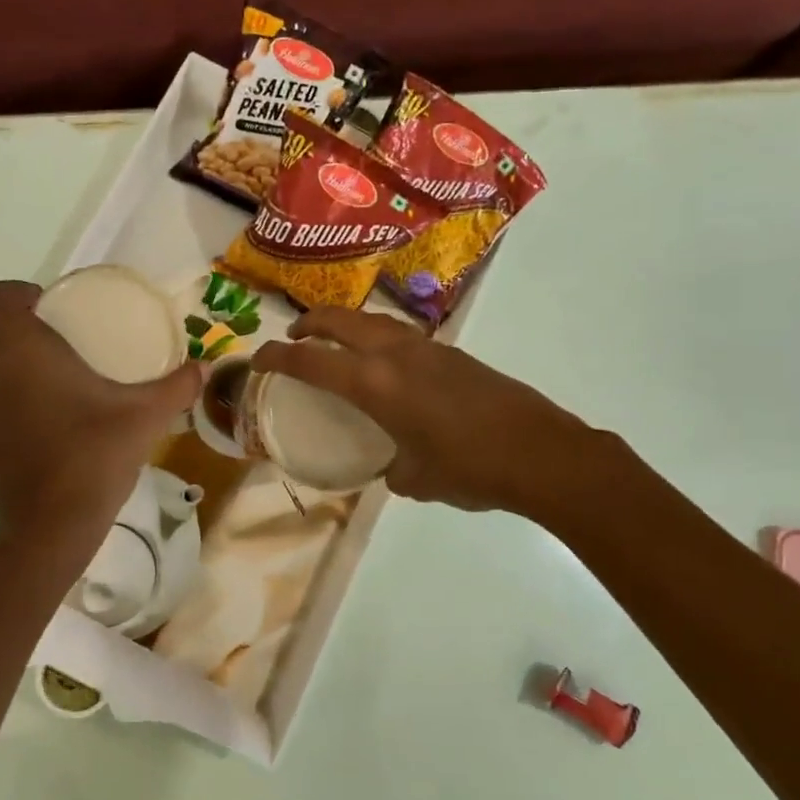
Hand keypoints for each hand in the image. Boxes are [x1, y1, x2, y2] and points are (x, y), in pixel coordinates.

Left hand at [0, 281, 202, 545]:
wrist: (52, 525)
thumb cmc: (95, 455)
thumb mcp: (146, 416)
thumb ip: (177, 387)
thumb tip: (204, 368)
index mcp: (23, 350)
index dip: (13, 292)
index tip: (48, 306)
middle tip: (42, 330)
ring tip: (39, 368)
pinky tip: (39, 413)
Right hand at [249, 307, 616, 520]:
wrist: (542, 454)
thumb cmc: (469, 470)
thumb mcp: (416, 479)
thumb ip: (393, 468)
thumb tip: (394, 466)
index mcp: (375, 384)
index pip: (311, 361)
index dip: (277, 357)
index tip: (257, 358)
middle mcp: (396, 355)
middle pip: (340, 321)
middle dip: (310, 323)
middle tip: (294, 335)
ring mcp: (428, 349)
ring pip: (374, 321)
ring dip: (347, 325)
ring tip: (338, 343)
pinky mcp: (454, 354)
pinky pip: (402, 335)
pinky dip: (379, 339)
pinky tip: (388, 366)